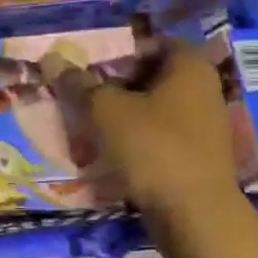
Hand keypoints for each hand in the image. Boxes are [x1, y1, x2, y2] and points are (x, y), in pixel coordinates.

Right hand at [46, 42, 244, 214]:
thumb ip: (79, 83)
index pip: (149, 42)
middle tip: (81, 96)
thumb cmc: (153, 148)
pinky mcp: (198, 155)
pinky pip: (160, 136)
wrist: (194, 215)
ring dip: (121, 115)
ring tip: (88, 126)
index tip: (86, 67)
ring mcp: (204, 124)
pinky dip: (135, 139)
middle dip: (113, 85)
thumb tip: (52, 60)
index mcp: (189, 66)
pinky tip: (109, 153)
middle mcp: (203, 88)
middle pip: (149, 76)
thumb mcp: (106, 110)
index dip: (115, 51)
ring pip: (152, 108)